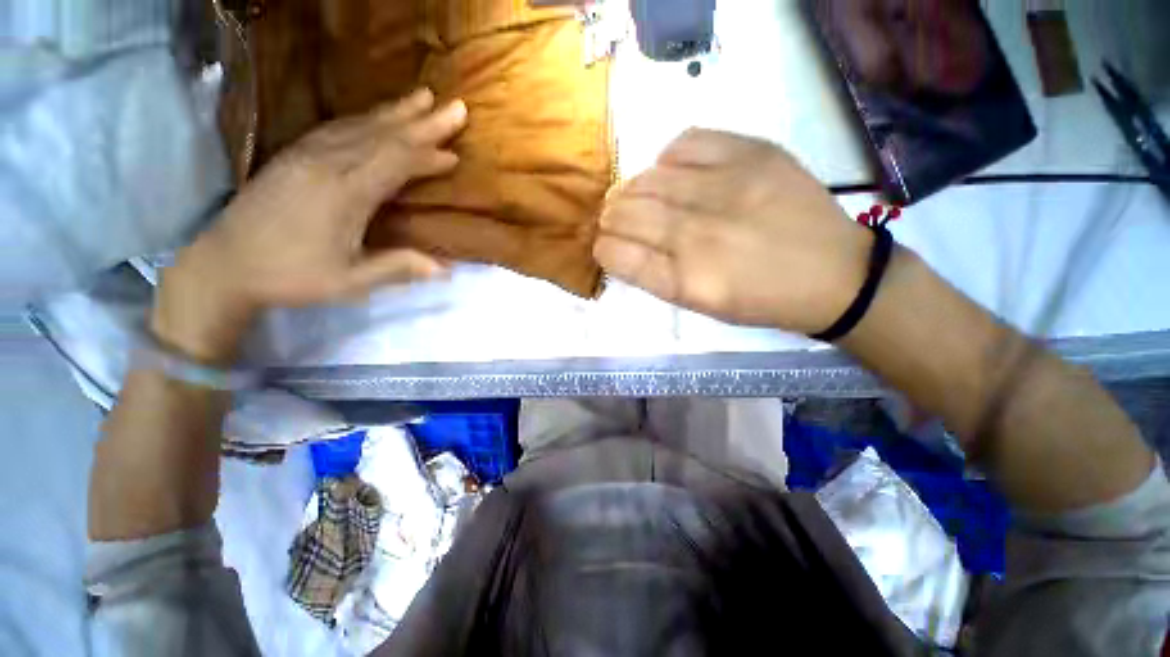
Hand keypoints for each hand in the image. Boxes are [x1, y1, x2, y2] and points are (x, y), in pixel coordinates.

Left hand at [155, 89, 467, 362]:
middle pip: (383, 135)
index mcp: (345, 193)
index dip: (428, 156)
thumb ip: (398, 268)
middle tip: (455, 107)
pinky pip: (336, 127)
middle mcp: (327, 164)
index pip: (396, 162)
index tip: (455, 154)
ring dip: (395, 111)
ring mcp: (307, 154)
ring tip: (421, 97)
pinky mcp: (293, 154)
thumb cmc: (291, 275)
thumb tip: (447, 270)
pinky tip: (376, 116)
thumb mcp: (350, 281)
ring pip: (360, 124)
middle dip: (422, 121)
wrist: (224, 264)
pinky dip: (364, 118)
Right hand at [594, 129, 871, 333]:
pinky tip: (672, 170)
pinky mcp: (753, 155)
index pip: (618, 255)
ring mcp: (726, 189)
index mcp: (686, 281)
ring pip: (649, 178)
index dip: (603, 248)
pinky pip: (687, 143)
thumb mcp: (701, 304)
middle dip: (610, 218)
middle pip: (627, 213)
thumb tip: (623, 245)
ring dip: (632, 189)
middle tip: (614, 219)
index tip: (603, 246)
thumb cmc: (759, 300)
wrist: (832, 275)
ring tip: (637, 196)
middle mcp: (699, 235)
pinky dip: (668, 157)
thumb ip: (656, 275)